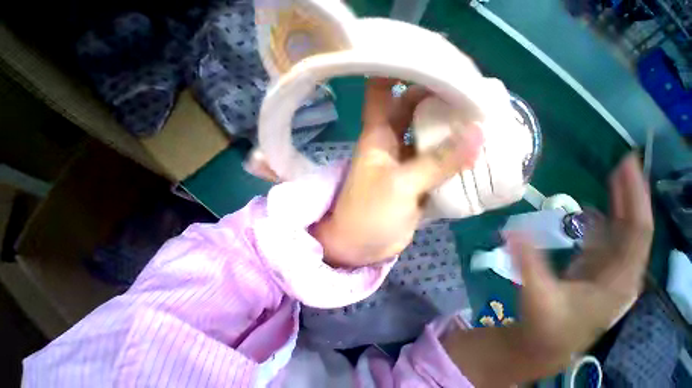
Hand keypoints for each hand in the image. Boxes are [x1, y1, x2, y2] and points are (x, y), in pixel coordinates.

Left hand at [313, 78, 483, 266]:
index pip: (383, 91)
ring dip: (453, 131)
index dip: (402, 72)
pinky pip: (437, 162)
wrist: (362, 243)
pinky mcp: (415, 181)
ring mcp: (404, 162)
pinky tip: (478, 153)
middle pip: (415, 110)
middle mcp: (391, 143)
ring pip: (429, 137)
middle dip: (442, 102)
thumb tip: (479, 133)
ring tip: (488, 120)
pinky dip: (454, 157)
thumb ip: (437, 162)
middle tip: (479, 95)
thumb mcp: (400, 185)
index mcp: (378, 135)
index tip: (437, 63)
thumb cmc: (369, 212)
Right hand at [512, 153, 652, 368]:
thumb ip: (526, 261)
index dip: (634, 198)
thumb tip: (511, 230)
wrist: (545, 343)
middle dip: (630, 195)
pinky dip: (602, 222)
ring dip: (618, 205)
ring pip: (621, 233)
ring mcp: (608, 272)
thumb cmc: (546, 323)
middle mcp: (621, 272)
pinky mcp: (593, 272)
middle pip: (634, 228)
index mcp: (618, 279)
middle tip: (621, 164)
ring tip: (611, 179)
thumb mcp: (536, 293)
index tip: (626, 167)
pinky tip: (590, 212)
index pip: (637, 231)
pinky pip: (604, 241)